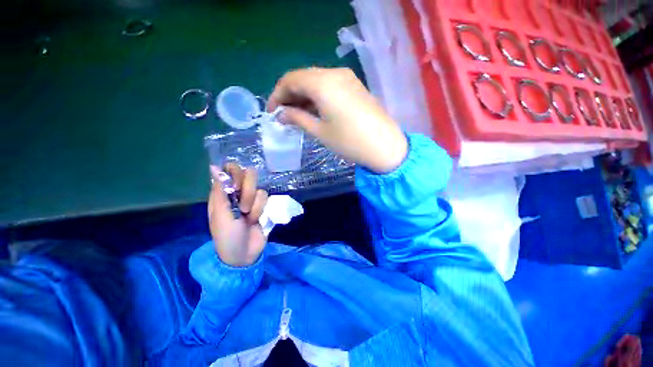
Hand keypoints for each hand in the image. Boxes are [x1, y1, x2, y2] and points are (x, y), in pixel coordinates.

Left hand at [208, 164, 267, 266]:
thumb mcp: (220, 214)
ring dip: (254, 205)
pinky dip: (260, 210)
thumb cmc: (226, 235)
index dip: (236, 174)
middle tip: (242, 206)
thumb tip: (214, 166)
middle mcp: (237, 193)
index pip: (230, 170)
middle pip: (248, 175)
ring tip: (247, 217)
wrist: (243, 254)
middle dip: (247, 191)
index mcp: (222, 193)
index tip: (236, 186)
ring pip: (258, 189)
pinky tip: (255, 220)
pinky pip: (265, 198)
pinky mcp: (262, 206)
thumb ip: (220, 190)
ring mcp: (251, 200)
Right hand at [268, 67, 407, 173]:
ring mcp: (347, 78)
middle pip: (303, 78)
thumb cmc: (349, 141)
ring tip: (297, 115)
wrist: (385, 146)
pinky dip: (317, 96)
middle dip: (289, 95)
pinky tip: (314, 110)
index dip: (277, 95)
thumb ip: (298, 118)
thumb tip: (281, 114)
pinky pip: (329, 86)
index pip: (290, 80)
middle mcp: (334, 73)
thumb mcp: (320, 132)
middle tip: (283, 114)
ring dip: (303, 96)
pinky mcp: (354, 86)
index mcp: (322, 83)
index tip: (272, 112)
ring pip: (316, 81)